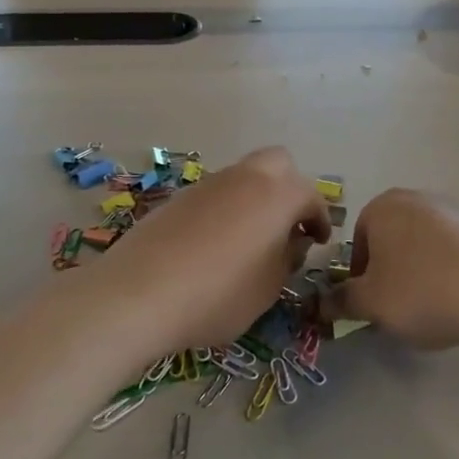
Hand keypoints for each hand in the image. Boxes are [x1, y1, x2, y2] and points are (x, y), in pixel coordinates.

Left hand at [96, 147, 328, 350]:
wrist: (138, 294)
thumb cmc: (219, 294)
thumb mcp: (268, 287)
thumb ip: (288, 258)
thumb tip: (293, 241)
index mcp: (278, 195)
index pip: (311, 197)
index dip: (320, 219)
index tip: (319, 241)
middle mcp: (246, 178)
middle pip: (278, 164)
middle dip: (290, 188)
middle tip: (287, 224)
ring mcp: (208, 184)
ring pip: (244, 176)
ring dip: (255, 198)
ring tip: (250, 239)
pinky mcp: (178, 198)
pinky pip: (215, 194)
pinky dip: (225, 210)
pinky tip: (214, 245)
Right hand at [323, 189, 458, 348]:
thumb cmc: (420, 291)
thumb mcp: (370, 303)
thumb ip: (340, 301)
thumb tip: (320, 302)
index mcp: (383, 207)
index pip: (358, 240)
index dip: (360, 275)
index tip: (371, 302)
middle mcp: (417, 198)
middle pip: (391, 240)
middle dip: (389, 271)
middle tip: (397, 305)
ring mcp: (454, 210)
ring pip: (422, 245)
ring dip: (419, 272)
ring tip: (430, 306)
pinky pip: (452, 251)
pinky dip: (448, 271)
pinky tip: (457, 298)